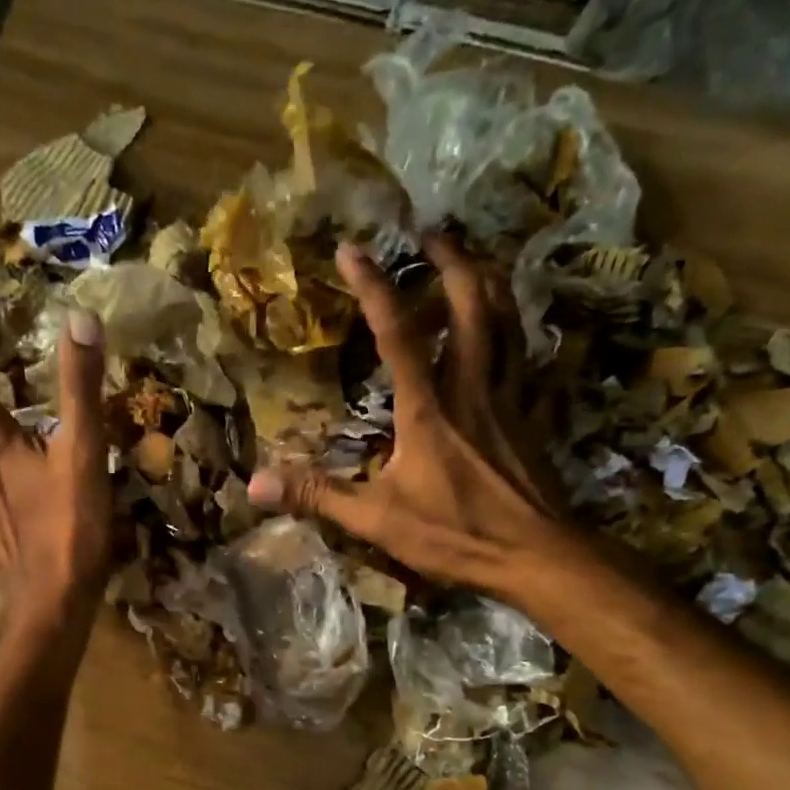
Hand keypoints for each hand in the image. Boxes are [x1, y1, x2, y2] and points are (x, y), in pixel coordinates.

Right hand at [248, 236, 565, 589]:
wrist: (535, 556)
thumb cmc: (454, 535)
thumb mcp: (376, 520)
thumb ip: (318, 495)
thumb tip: (255, 483)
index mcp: (429, 409)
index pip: (399, 334)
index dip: (375, 287)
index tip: (353, 248)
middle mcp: (472, 389)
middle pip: (472, 307)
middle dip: (452, 262)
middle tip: (432, 233)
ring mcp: (510, 400)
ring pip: (509, 324)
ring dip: (491, 284)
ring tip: (475, 260)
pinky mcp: (532, 418)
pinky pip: (530, 360)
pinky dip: (521, 333)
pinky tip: (515, 330)